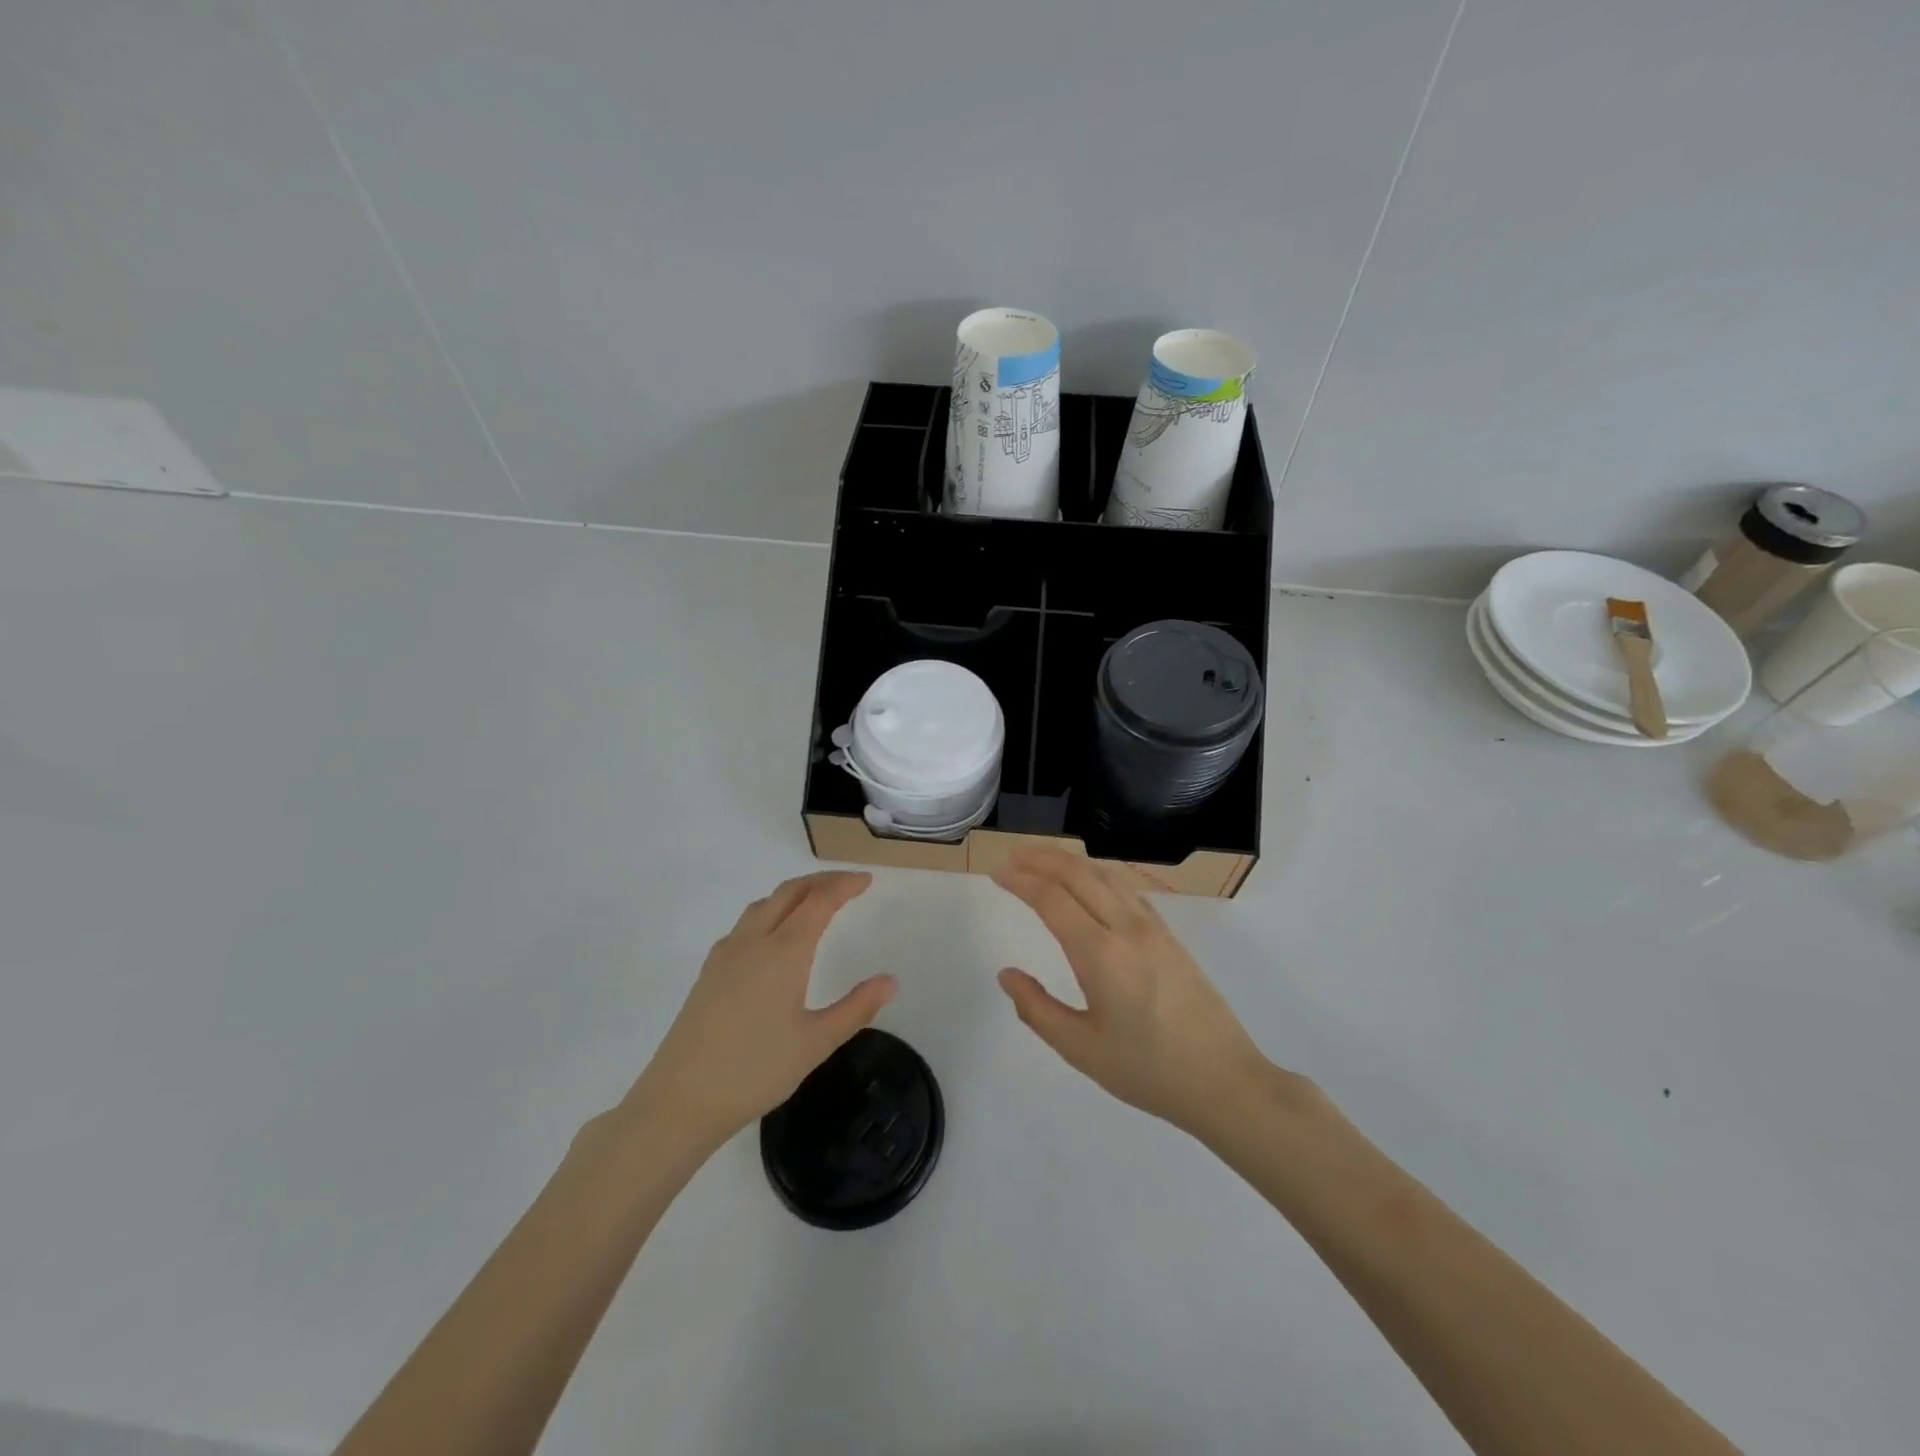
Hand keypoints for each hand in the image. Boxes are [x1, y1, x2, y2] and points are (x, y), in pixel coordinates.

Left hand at [627, 871, 895, 1148]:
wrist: (681, 1099)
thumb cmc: (755, 1070)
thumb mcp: (816, 1043)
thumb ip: (856, 1008)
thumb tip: (890, 981)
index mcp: (784, 952)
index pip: (819, 901)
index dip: (844, 885)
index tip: (866, 880)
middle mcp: (753, 941)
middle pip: (789, 892)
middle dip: (820, 881)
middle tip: (847, 884)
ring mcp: (726, 954)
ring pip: (763, 904)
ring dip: (793, 893)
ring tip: (814, 903)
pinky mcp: (709, 971)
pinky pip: (744, 924)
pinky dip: (769, 913)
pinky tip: (773, 938)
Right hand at [993, 850, 1274, 1137]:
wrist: (1224, 1080)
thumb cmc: (1148, 1070)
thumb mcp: (1081, 1049)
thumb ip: (1037, 1009)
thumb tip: (1007, 975)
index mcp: (1100, 954)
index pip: (1051, 899)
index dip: (1021, 881)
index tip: (997, 873)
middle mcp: (1126, 928)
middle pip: (1079, 874)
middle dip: (1042, 859)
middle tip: (1012, 857)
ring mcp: (1153, 928)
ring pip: (1106, 875)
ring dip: (1071, 862)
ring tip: (1043, 861)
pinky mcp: (1169, 935)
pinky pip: (1127, 890)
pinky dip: (1099, 875)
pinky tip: (1091, 884)